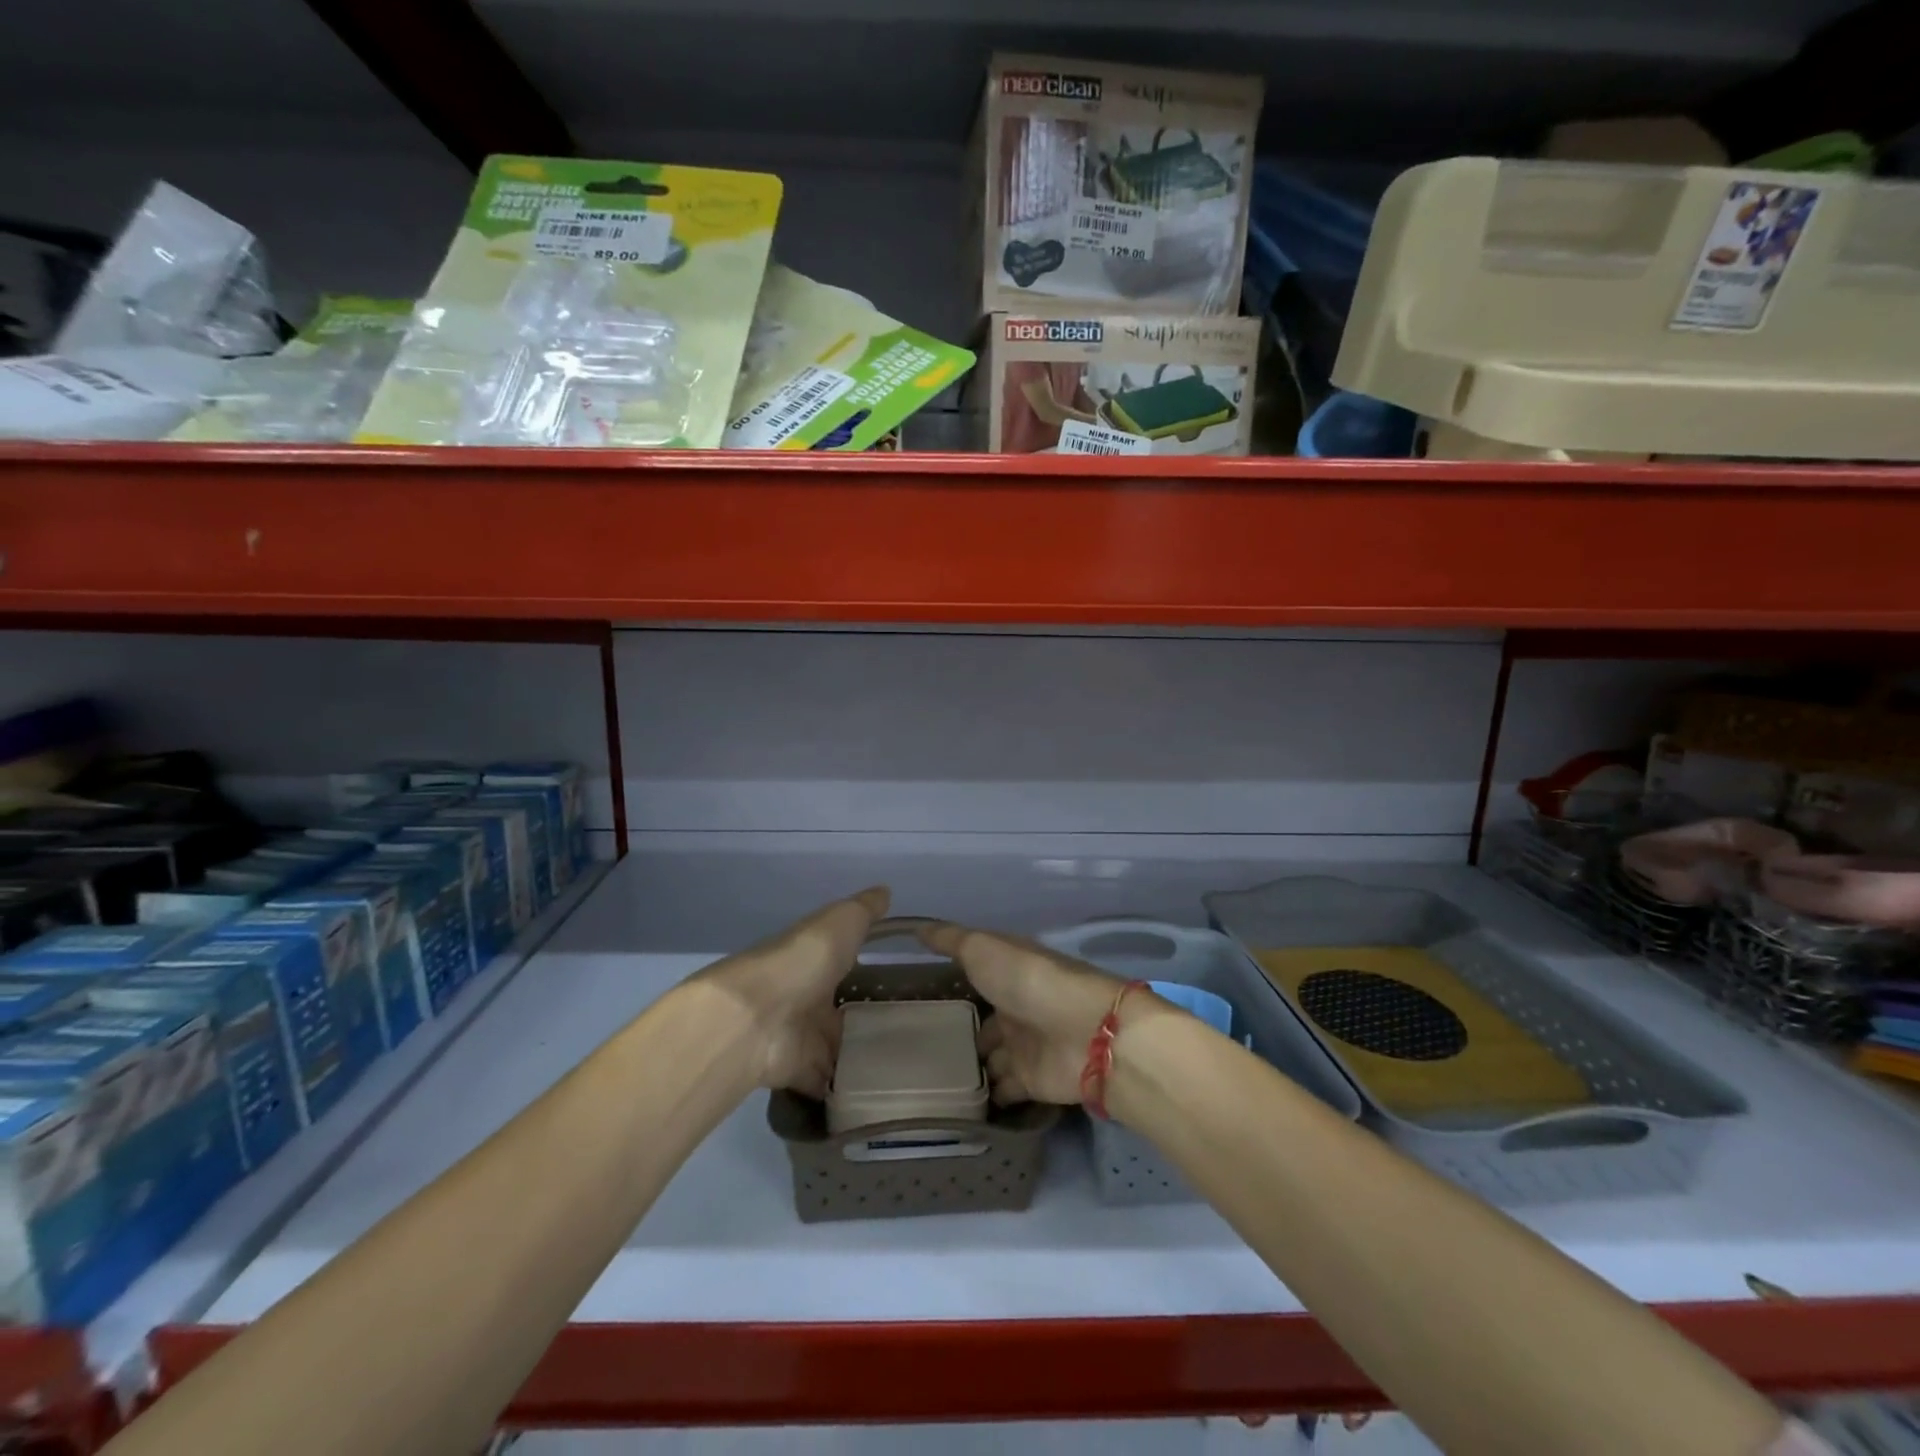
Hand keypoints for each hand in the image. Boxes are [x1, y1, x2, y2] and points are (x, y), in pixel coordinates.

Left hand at [693, 886, 889, 1096]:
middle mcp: (806, 997)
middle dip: (865, 1019)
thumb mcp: (842, 921)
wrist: (758, 1015)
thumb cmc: (804, 959)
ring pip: (837, 1048)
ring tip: (906, 1064)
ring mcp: (802, 1037)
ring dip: (860, 1055)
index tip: (897, 976)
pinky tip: (879, 1091)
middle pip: (839, 1010)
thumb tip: (885, 891)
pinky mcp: (801, 1072)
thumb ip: (865, 910)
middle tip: (910, 1029)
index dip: (862, 965)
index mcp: (815, 959)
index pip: (841, 961)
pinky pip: (829, 1083)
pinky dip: (846, 1090)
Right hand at [918, 922, 1137, 1104]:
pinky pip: (1001, 1090)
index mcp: (1008, 970)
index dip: (955, 977)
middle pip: (983, 1019)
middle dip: (960, 1030)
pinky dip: (985, 1096)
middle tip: (917, 1044)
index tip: (922, 990)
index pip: (977, 973)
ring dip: (970, 1065)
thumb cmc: (1028, 980)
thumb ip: (951, 941)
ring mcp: (1024, 1045)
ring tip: (928, 1078)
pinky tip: (954, 1104)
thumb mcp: (983, 949)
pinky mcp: (1030, 1081)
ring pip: (991, 1056)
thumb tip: (917, 927)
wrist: (1082, 1031)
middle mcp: (1016, 1006)